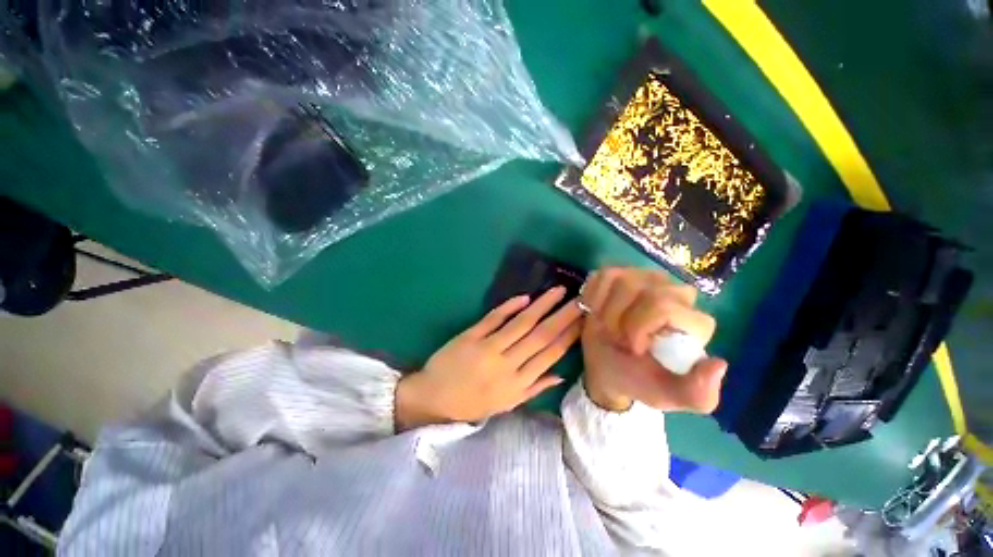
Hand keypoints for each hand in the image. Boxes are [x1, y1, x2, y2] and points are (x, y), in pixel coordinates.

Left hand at [396, 287, 583, 430]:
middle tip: (580, 300)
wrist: (434, 399)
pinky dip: (509, 307)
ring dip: (542, 306)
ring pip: (521, 324)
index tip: (583, 320)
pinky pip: (493, 318)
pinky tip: (525, 297)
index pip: (550, 355)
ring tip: (559, 291)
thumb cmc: (473, 403)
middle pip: (541, 336)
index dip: (569, 336)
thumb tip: (561, 374)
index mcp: (518, 384)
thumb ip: (534, 389)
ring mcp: (488, 348)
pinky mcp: (471, 336)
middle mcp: (507, 365)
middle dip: (563, 316)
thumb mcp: (506, 405)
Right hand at [580, 268, 726, 413]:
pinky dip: (593, 297)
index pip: (664, 306)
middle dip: (620, 319)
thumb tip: (718, 364)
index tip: (633, 349)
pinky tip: (596, 312)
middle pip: (643, 290)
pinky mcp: (620, 274)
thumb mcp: (668, 396)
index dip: (639, 327)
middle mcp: (675, 293)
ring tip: (608, 327)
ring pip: (621, 280)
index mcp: (693, 321)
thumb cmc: (638, 380)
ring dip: (605, 310)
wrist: (607, 368)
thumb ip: (698, 392)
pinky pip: (602, 276)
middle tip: (617, 339)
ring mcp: (645, 279)